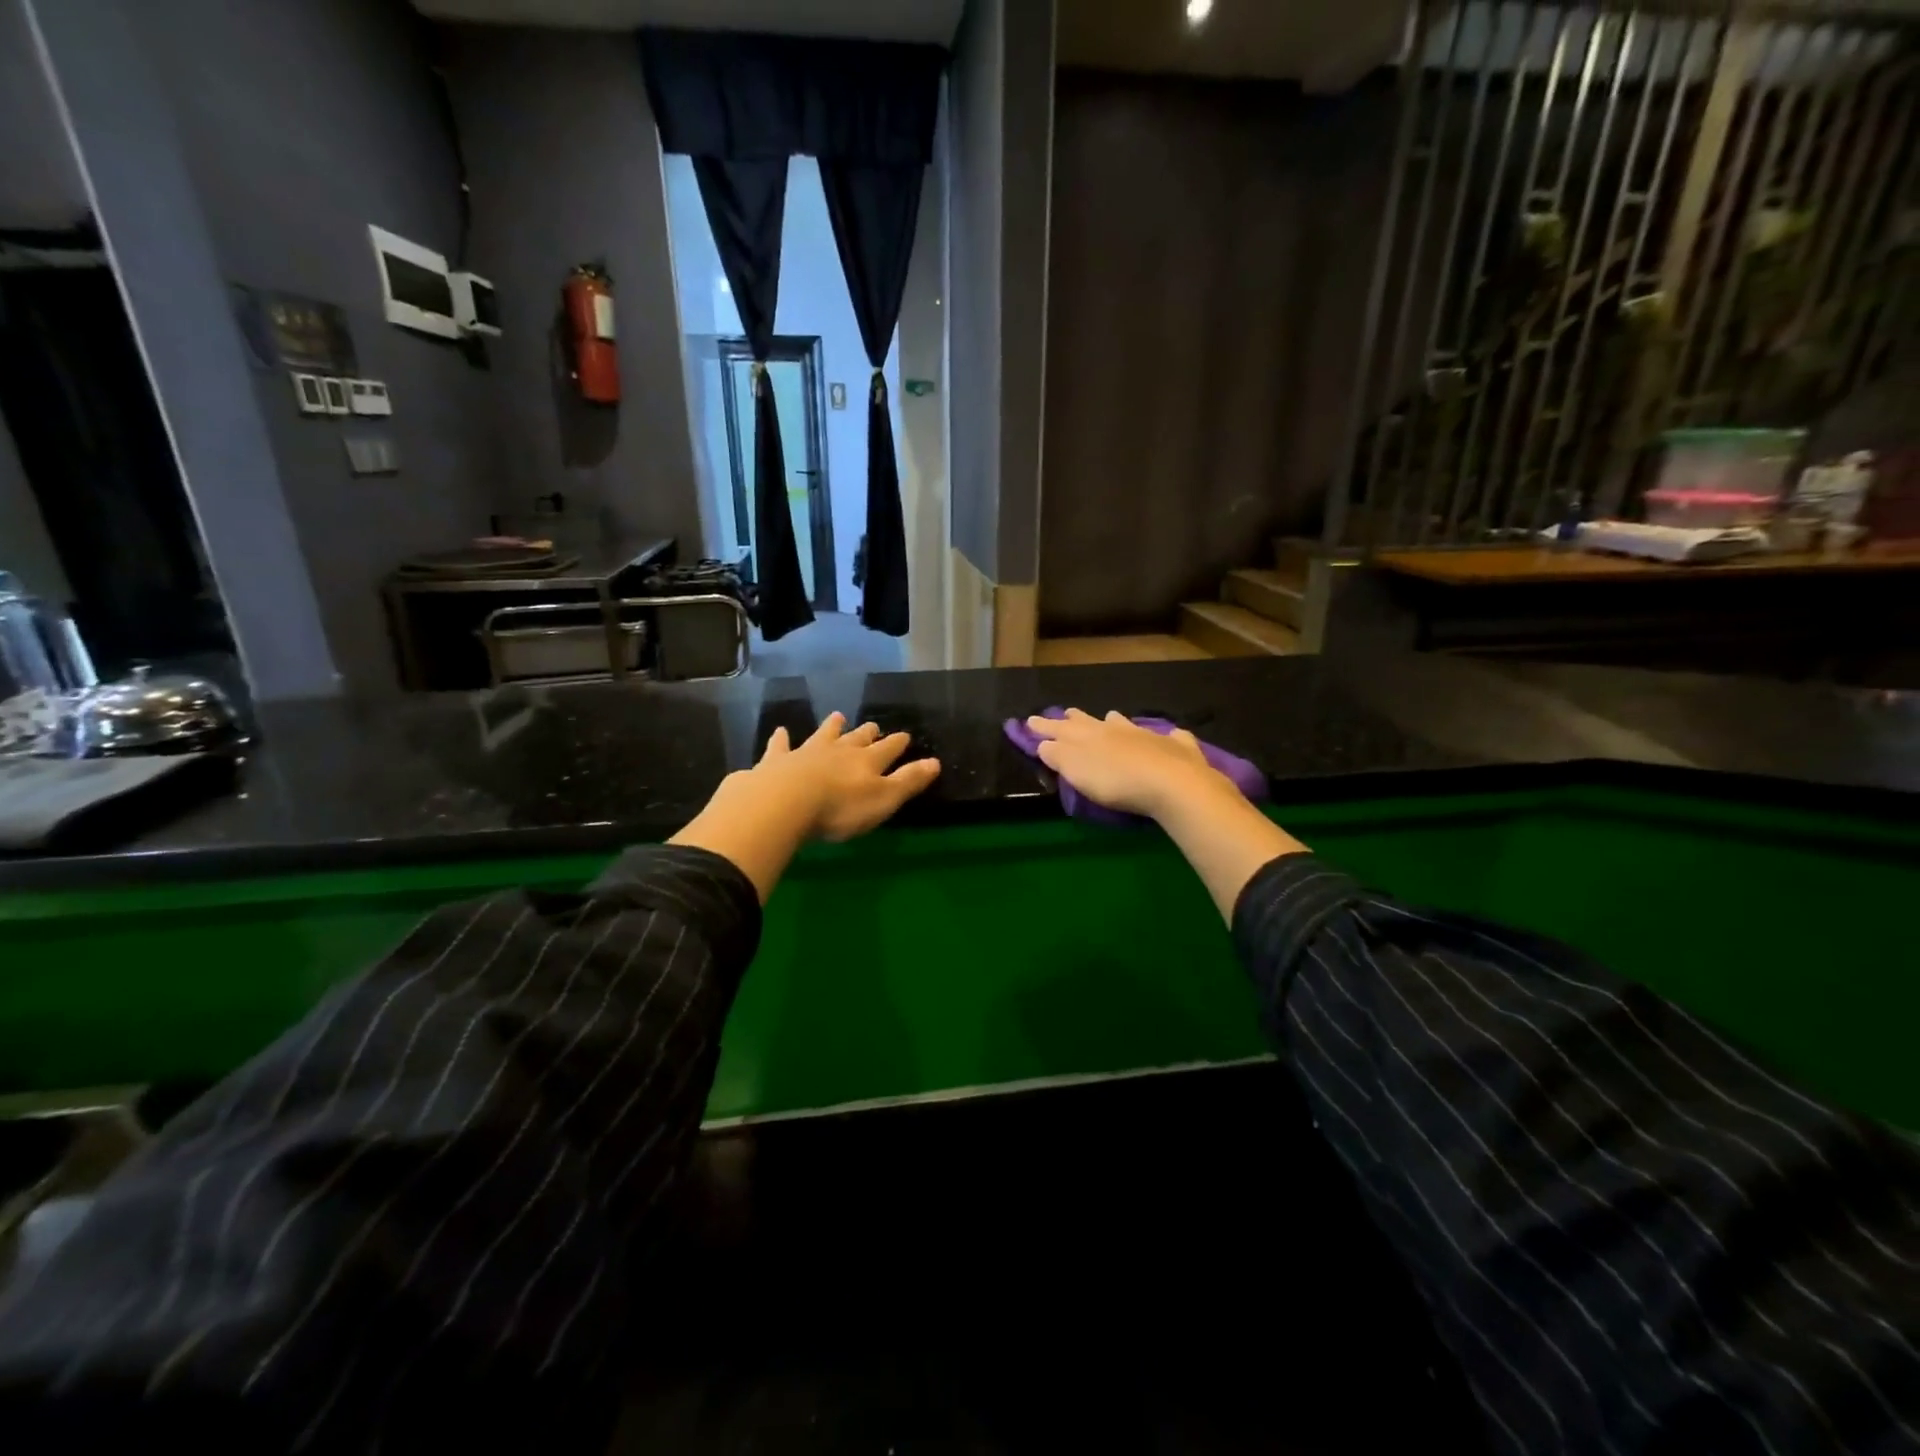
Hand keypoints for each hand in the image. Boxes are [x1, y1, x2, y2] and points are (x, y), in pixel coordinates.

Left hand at [671, 712, 940, 901]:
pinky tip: (780, 731)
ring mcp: (806, 753)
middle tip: (873, 725)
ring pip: (822, 736)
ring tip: (837, 717)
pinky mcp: (777, 762)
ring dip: (831, 728)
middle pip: (856, 739)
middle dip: (866, 733)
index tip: (905, 735)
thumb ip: (909, 781)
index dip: (897, 743)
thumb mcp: (884, 799)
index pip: (888, 749)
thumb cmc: (840, 808)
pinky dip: (781, 739)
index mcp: (867, 762)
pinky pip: (780, 747)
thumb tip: (935, 762)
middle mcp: (838, 751)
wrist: (784, 803)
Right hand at [1023, 709, 1227, 819]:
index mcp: (1089, 736)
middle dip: (1076, 718)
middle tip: (1067, 713)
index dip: (1044, 726)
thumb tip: (1044, 743)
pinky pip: (1172, 737)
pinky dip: (1168, 737)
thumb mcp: (1076, 771)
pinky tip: (1172, 736)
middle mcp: (1116, 729)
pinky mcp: (1177, 748)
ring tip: (1112, 717)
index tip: (1030, 720)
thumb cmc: (1115, 781)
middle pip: (1091, 721)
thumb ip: (1058, 756)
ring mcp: (1148, 735)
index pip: (1060, 728)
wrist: (1171, 782)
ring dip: (1117, 721)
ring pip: (1127, 724)